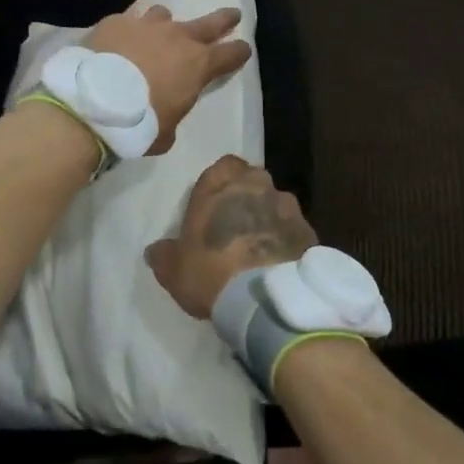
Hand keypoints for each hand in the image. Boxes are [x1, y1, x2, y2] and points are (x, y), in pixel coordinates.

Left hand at [85, 4, 251, 154]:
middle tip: (233, 14)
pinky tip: (119, 40)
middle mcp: (177, 37)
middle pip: (210, 23)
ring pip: (164, 14)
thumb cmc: (138, 124)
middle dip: (224, 19)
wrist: (93, 102)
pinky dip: (129, 30)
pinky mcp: (117, 22)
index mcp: (198, 65)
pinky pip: (129, 20)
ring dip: (165, 24)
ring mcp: (146, 25)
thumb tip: (165, 114)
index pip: (230, 54)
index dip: (239, 52)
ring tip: (158, 31)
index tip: (244, 49)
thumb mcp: (165, 132)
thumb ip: (172, 115)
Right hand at [145, 154, 317, 318]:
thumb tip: (154, 251)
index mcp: (221, 183)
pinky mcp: (308, 229)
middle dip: (245, 198)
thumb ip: (163, 254)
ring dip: (268, 218)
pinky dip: (286, 239)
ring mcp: (287, 204)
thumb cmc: (211, 271)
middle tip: (235, 228)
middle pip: (252, 181)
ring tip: (259, 249)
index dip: (219, 185)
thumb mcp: (174, 269)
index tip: (213, 208)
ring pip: (275, 203)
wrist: (265, 298)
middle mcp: (257, 183)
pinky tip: (279, 263)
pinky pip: (293, 228)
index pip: (222, 166)